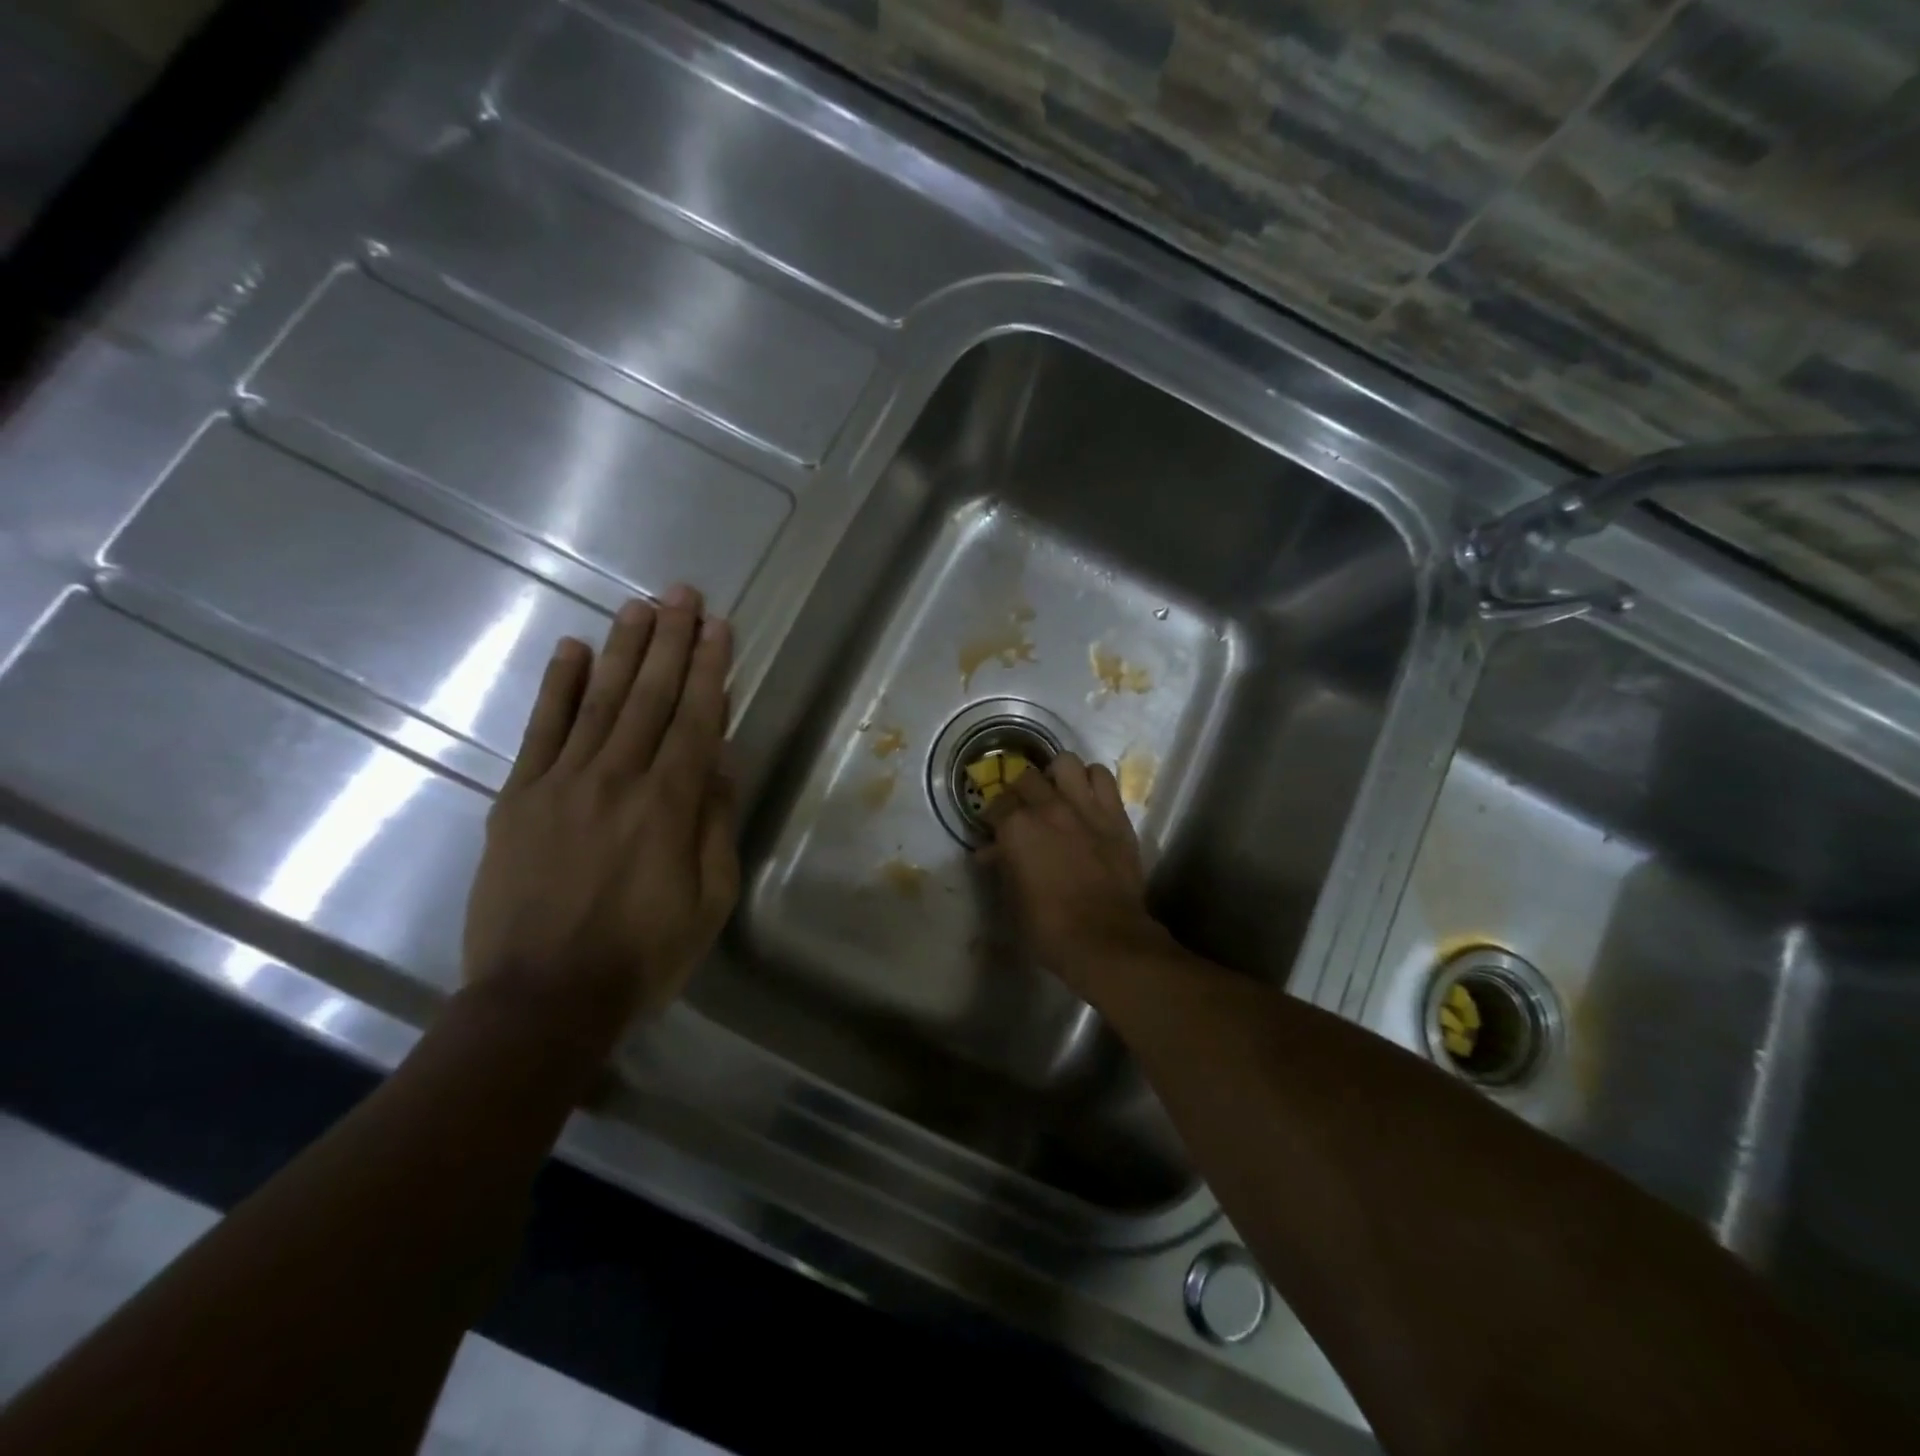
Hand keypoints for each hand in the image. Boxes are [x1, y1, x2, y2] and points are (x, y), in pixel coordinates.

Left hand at [461, 587, 738, 1032]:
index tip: (718, 627)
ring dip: (622, 650)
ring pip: (599, 701)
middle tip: (682, 594)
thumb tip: (720, 762)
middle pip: (649, 696)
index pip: (696, 719)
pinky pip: (540, 731)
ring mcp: (561, 784)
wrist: (541, 1000)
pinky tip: (571, 649)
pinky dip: (557, 687)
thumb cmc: (643, 956)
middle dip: (670, 641)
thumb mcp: (709, 900)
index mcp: (669, 805)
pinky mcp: (517, 799)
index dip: (709, 669)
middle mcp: (617, 779)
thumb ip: (715, 824)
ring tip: (640, 606)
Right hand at [980, 752, 1172, 998]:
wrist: (1106, 939)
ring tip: (1058, 793)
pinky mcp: (1115, 814)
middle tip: (1024, 811)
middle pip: (1027, 779)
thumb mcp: (1012, 898)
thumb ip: (1002, 866)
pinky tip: (1088, 797)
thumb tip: (991, 852)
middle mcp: (1047, 807)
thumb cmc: (1049, 927)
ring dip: (1058, 776)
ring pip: (1066, 762)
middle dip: (1021, 792)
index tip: (995, 827)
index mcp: (1016, 827)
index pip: (996, 804)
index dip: (993, 816)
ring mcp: (1084, 806)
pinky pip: (1103, 777)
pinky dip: (1092, 780)